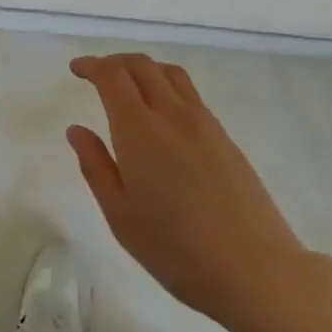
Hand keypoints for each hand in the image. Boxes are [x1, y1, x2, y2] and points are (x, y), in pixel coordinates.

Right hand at [68, 53, 306, 331]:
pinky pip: (190, 94)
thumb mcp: (121, 216)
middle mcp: (172, 113)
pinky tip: (163, 115)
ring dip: (144, 69)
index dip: (92, 65)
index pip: (112, 76)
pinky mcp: (225, 136)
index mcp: (140, 129)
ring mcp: (204, 122)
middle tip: (97, 75)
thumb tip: (77, 130)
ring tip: (130, 87)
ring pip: (170, 73)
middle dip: (115, 62)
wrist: (255, 269)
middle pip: (142, 65)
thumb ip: (96, 166)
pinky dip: (167, 86)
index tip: (77, 69)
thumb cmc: (176, 249)